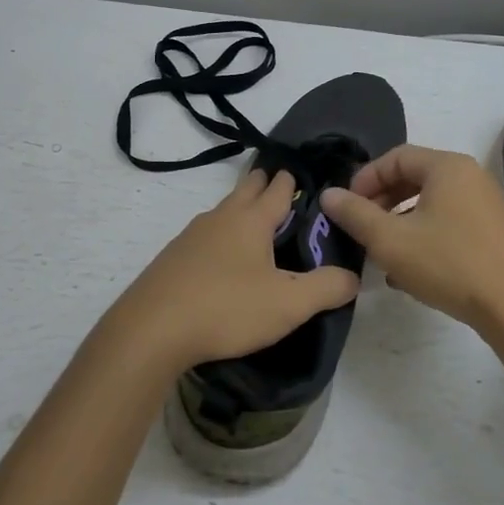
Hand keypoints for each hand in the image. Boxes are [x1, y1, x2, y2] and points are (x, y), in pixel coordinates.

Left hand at [108, 167, 359, 372]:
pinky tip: (221, 259)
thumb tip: (353, 277)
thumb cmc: (226, 308)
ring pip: (223, 212)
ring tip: (255, 223)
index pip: (278, 189)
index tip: (303, 174)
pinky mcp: (172, 259)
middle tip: (281, 186)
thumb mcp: (288, 304)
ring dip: (240, 210)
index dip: (292, 181)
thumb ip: (326, 288)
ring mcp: (191, 236)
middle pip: (246, 190)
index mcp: (251, 220)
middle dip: (264, 184)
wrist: (151, 330)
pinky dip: (220, 237)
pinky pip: (204, 236)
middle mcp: (220, 218)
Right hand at [320, 145, 503, 331]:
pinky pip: (450, 223)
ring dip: (400, 223)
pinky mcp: (495, 233)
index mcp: (447, 167)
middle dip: (382, 202)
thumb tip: (329, 195)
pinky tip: (410, 271)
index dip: (365, 178)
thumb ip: (355, 214)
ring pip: (431, 204)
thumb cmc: (449, 264)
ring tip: (381, 254)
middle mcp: (471, 177)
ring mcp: (487, 205)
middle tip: (361, 228)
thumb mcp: (391, 240)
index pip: (396, 157)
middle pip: (415, 178)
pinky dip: (425, 237)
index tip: (346, 206)